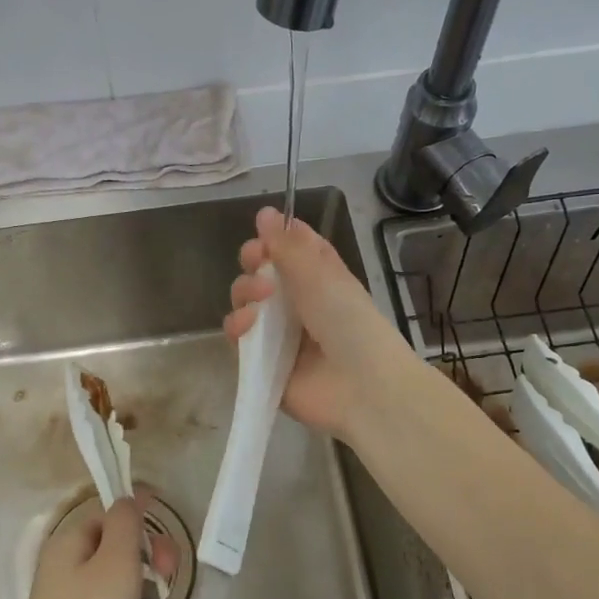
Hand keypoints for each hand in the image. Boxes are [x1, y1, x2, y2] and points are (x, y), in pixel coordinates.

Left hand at [0, 497, 174, 598]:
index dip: (140, 526)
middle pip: (123, 557)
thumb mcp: (115, 563)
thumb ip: (127, 523)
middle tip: (166, 584)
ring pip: (129, 598)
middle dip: (152, 572)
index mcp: (69, 546)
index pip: (111, 518)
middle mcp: (69, 574)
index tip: (164, 546)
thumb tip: (130, 496)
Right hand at [223, 206, 419, 441]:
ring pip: (245, 304)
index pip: (289, 249)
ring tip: (258, 302)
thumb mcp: (319, 274)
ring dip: (244, 293)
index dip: (273, 239)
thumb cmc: (348, 321)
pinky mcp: (262, 363)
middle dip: (253, 264)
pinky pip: (238, 338)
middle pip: (260, 273)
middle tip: (258, 266)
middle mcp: (297, 303)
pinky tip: (248, 327)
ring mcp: (279, 334)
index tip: (264, 237)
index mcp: (319, 278)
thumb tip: (264, 212)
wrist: (361, 386)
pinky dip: (237, 327)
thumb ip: (287, 245)